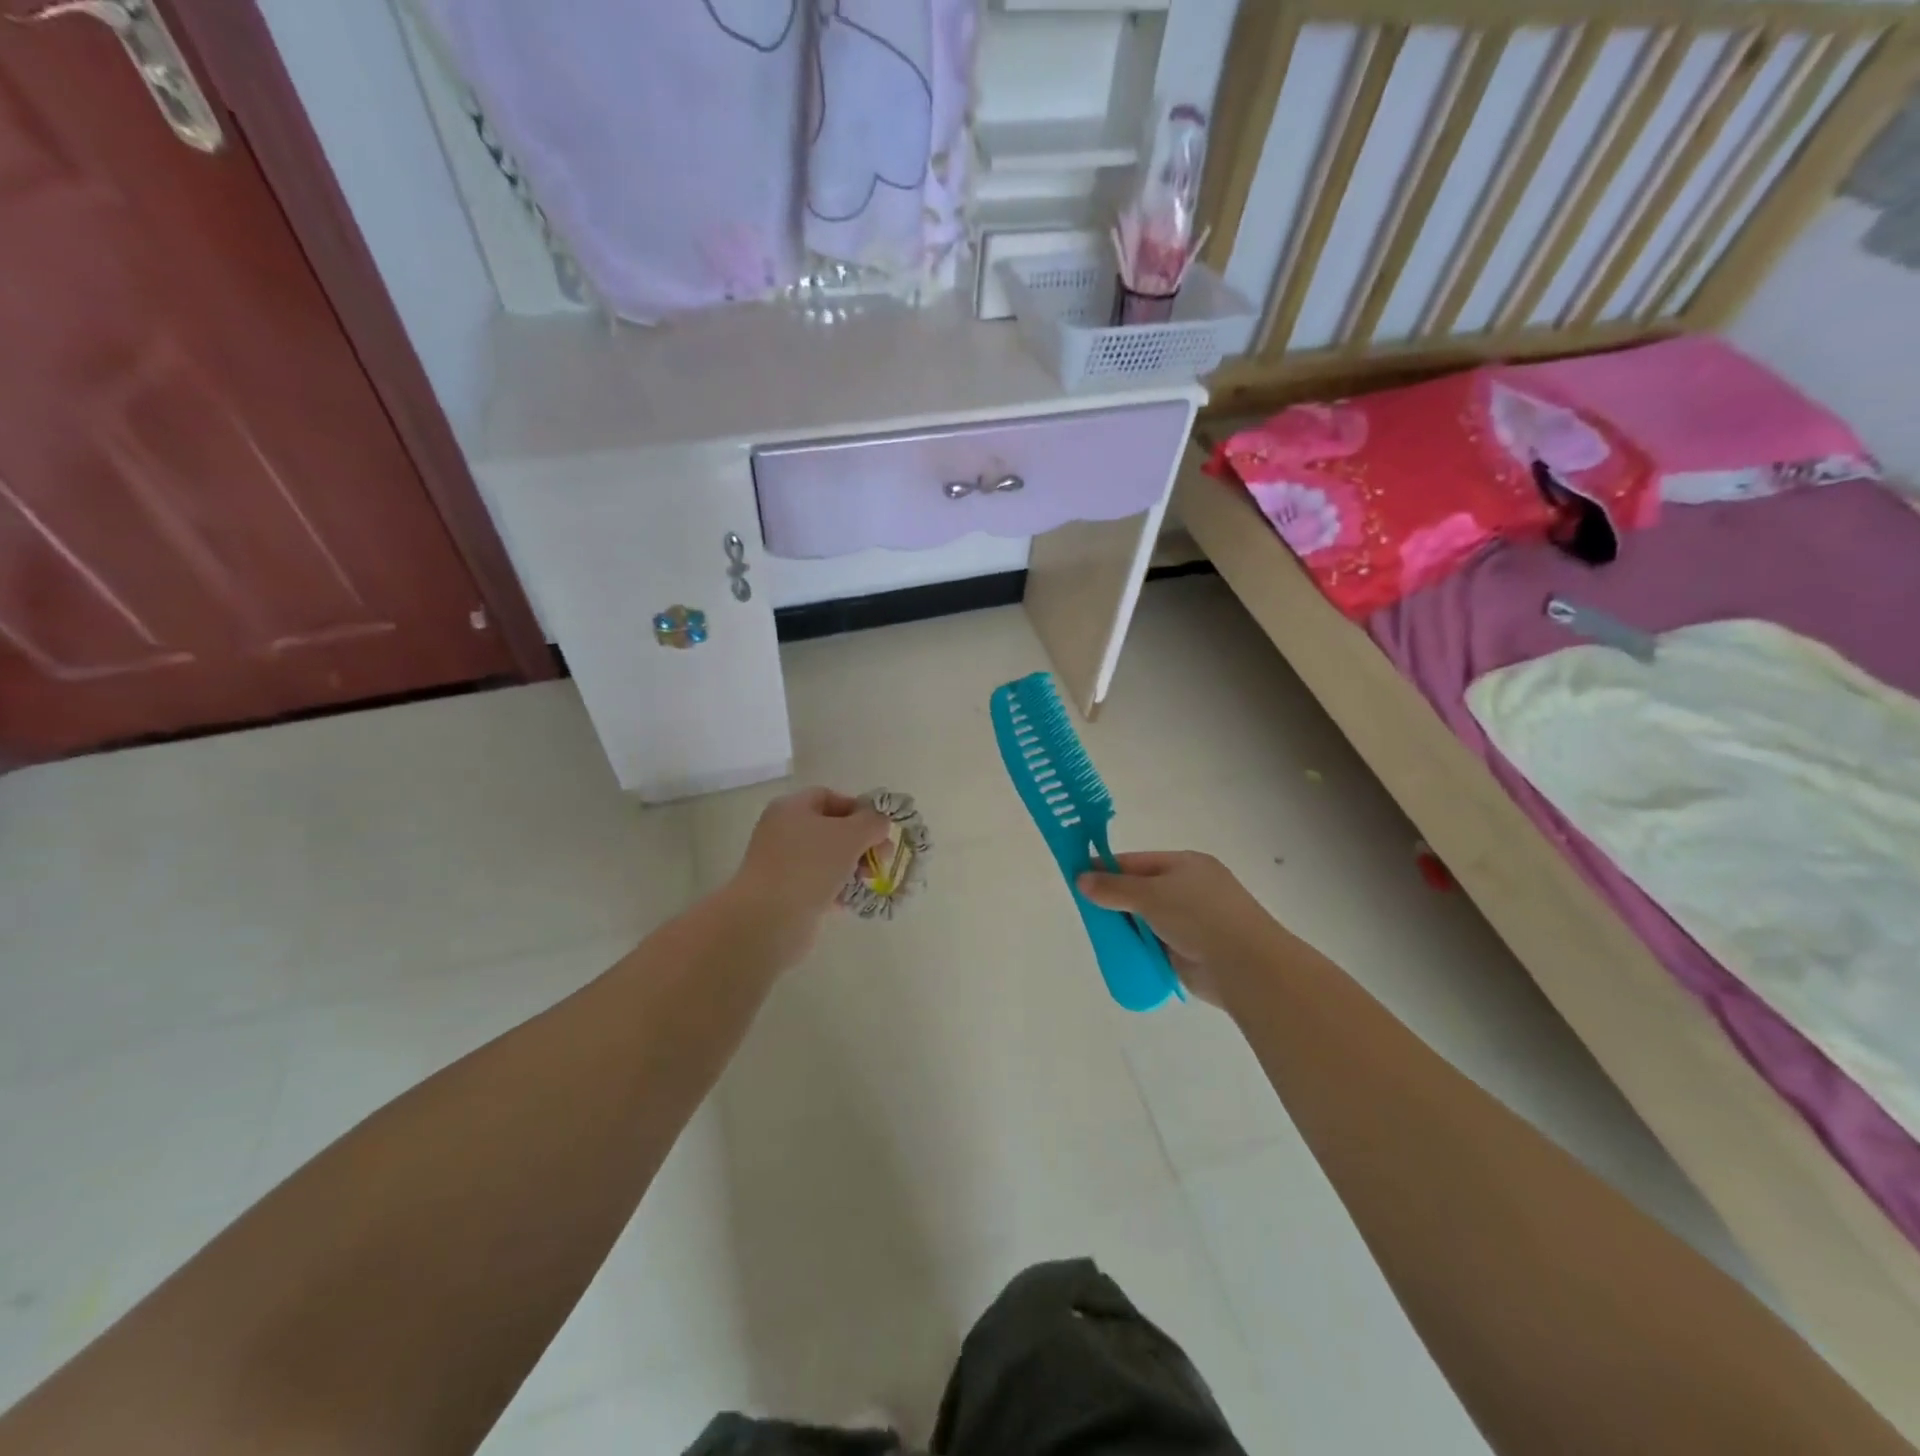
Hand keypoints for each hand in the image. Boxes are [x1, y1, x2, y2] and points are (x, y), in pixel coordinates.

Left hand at [724, 788, 892, 968]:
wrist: (769, 919)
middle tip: (882, 859)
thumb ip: (872, 822)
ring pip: (827, 859)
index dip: (858, 809)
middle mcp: (783, 832)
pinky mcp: (785, 894)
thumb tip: (879, 822)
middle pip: (831, 829)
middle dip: (861, 842)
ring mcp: (782, 864)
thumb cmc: (810, 865)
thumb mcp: (851, 835)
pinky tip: (852, 901)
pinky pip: (819, 884)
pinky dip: (838, 890)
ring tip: (868, 882)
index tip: (879, 829)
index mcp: (791, 808)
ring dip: (852, 868)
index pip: (829, 797)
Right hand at [1079, 852, 1282, 1005]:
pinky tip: (1119, 953)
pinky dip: (1140, 948)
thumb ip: (1114, 888)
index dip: (1107, 867)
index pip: (1137, 861)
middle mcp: (1190, 889)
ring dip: (1126, 927)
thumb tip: (1081, 879)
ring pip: (1147, 920)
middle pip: (1141, 890)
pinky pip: (1155, 945)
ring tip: (1098, 934)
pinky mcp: (1191, 951)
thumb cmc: (1199, 916)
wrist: (1245, 966)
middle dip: (1114, 900)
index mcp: (1185, 864)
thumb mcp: (1151, 894)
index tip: (1077, 876)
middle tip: (1084, 909)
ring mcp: (1192, 921)